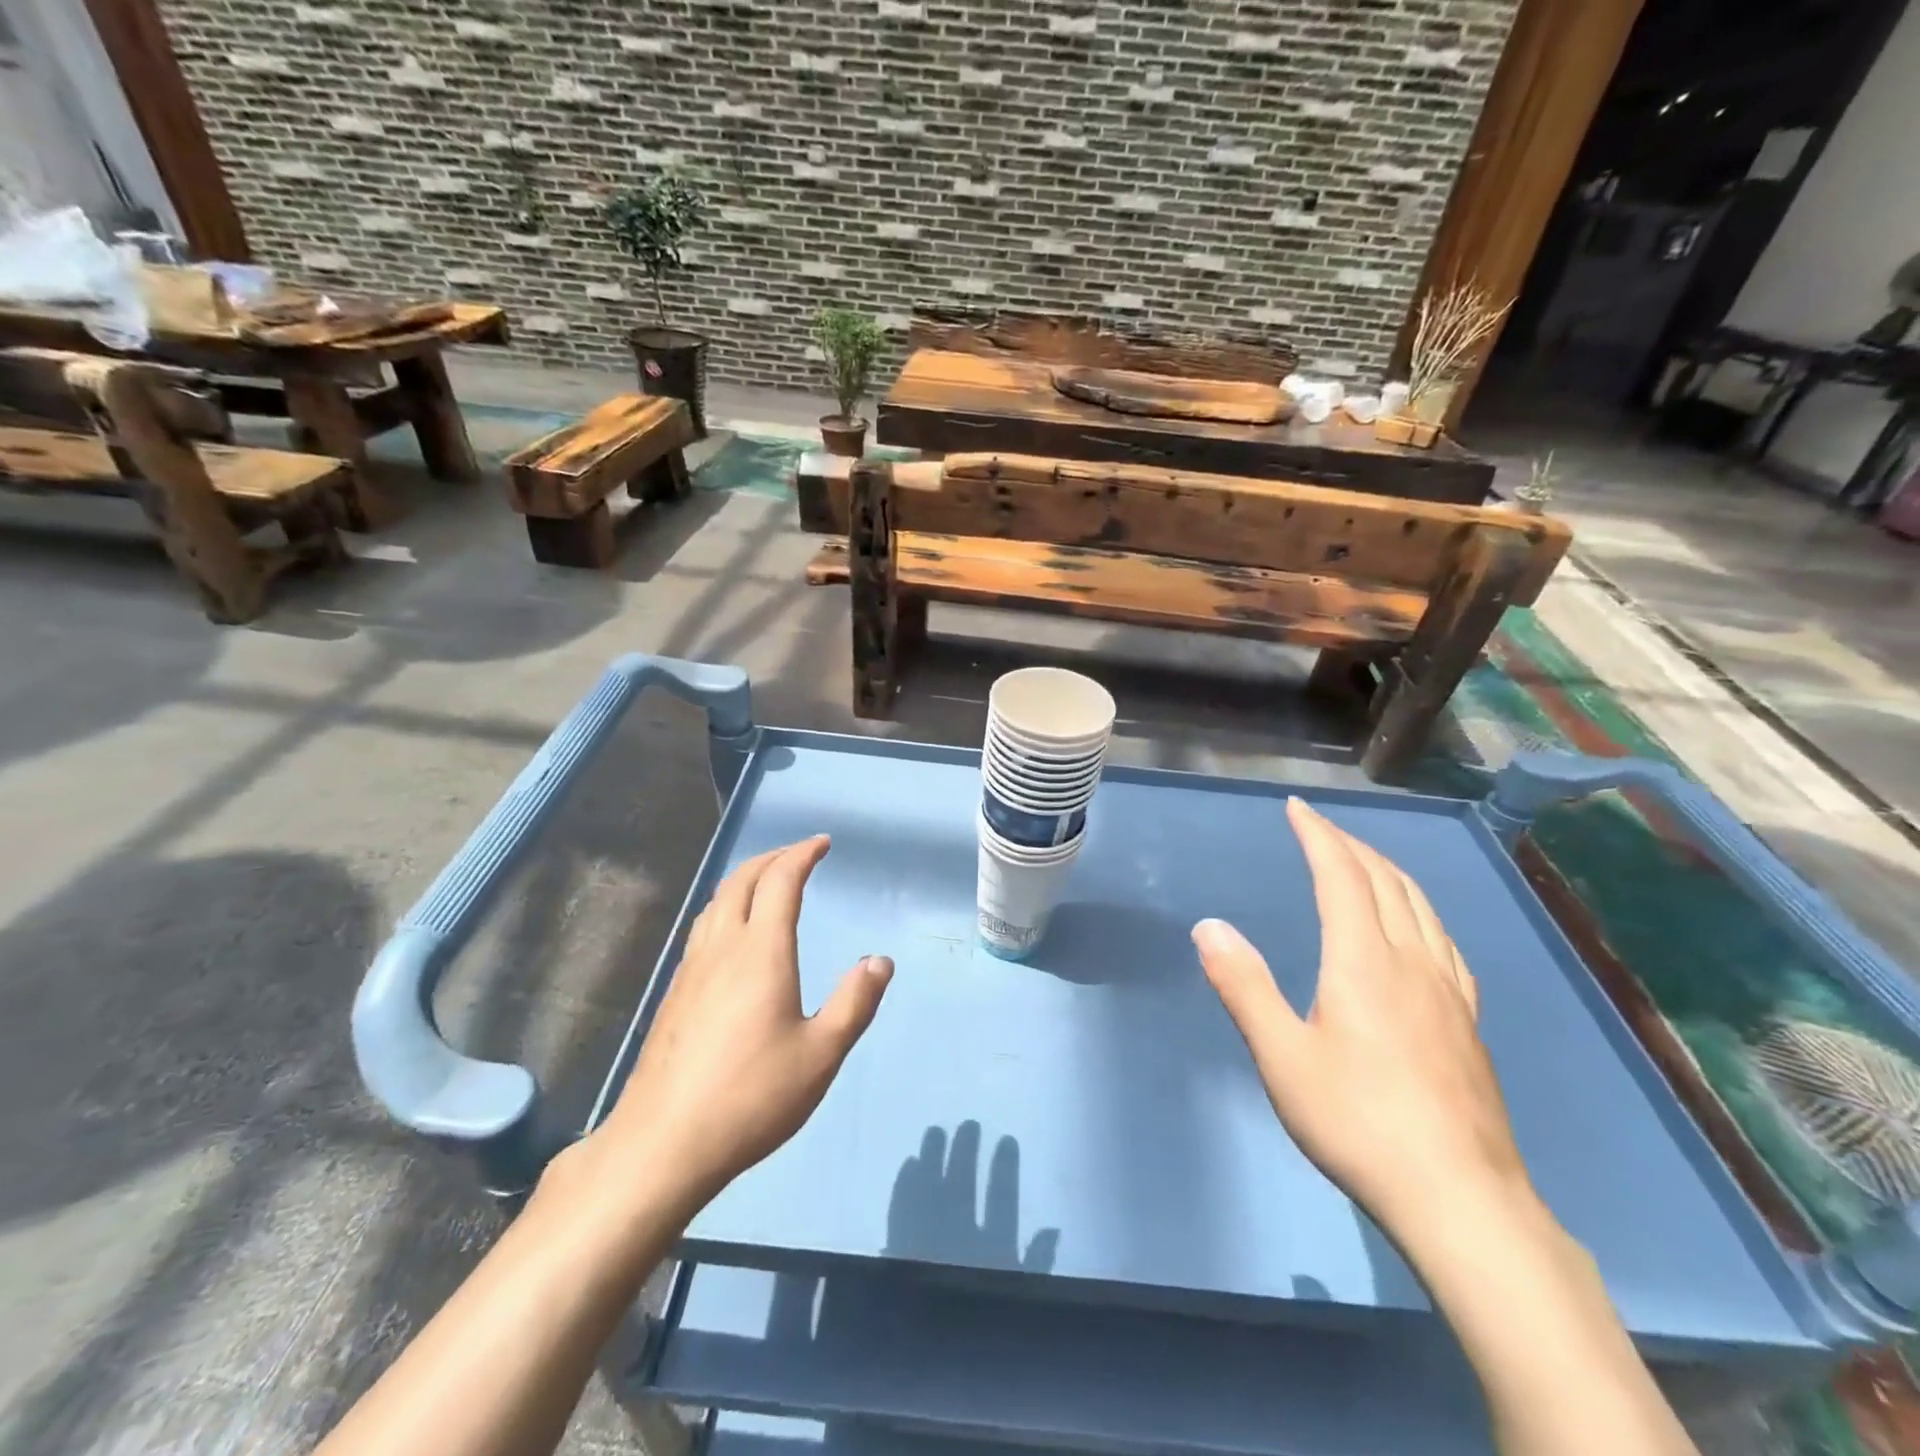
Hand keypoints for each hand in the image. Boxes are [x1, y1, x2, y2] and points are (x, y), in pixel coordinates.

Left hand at [590, 836, 892, 1211]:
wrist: (663, 1144)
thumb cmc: (752, 1096)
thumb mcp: (821, 1054)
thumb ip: (854, 1003)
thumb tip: (880, 961)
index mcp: (761, 952)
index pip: (780, 881)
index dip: (802, 855)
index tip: (822, 843)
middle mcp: (723, 947)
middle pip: (742, 880)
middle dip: (772, 858)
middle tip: (799, 855)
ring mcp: (691, 969)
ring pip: (716, 902)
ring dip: (745, 879)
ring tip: (767, 883)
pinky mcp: (674, 994)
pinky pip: (703, 927)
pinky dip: (726, 907)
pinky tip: (733, 935)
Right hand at [1194, 799, 1530, 1237]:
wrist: (1462, 1200)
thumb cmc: (1358, 1122)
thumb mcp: (1282, 1056)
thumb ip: (1243, 986)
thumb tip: (1209, 926)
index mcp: (1364, 961)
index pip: (1342, 876)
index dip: (1319, 836)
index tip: (1298, 808)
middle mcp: (1412, 962)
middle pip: (1386, 882)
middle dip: (1351, 845)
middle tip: (1320, 828)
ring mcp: (1448, 992)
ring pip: (1421, 907)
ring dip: (1388, 871)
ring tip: (1364, 861)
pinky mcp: (1468, 1022)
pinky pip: (1444, 941)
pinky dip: (1420, 910)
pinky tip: (1418, 928)